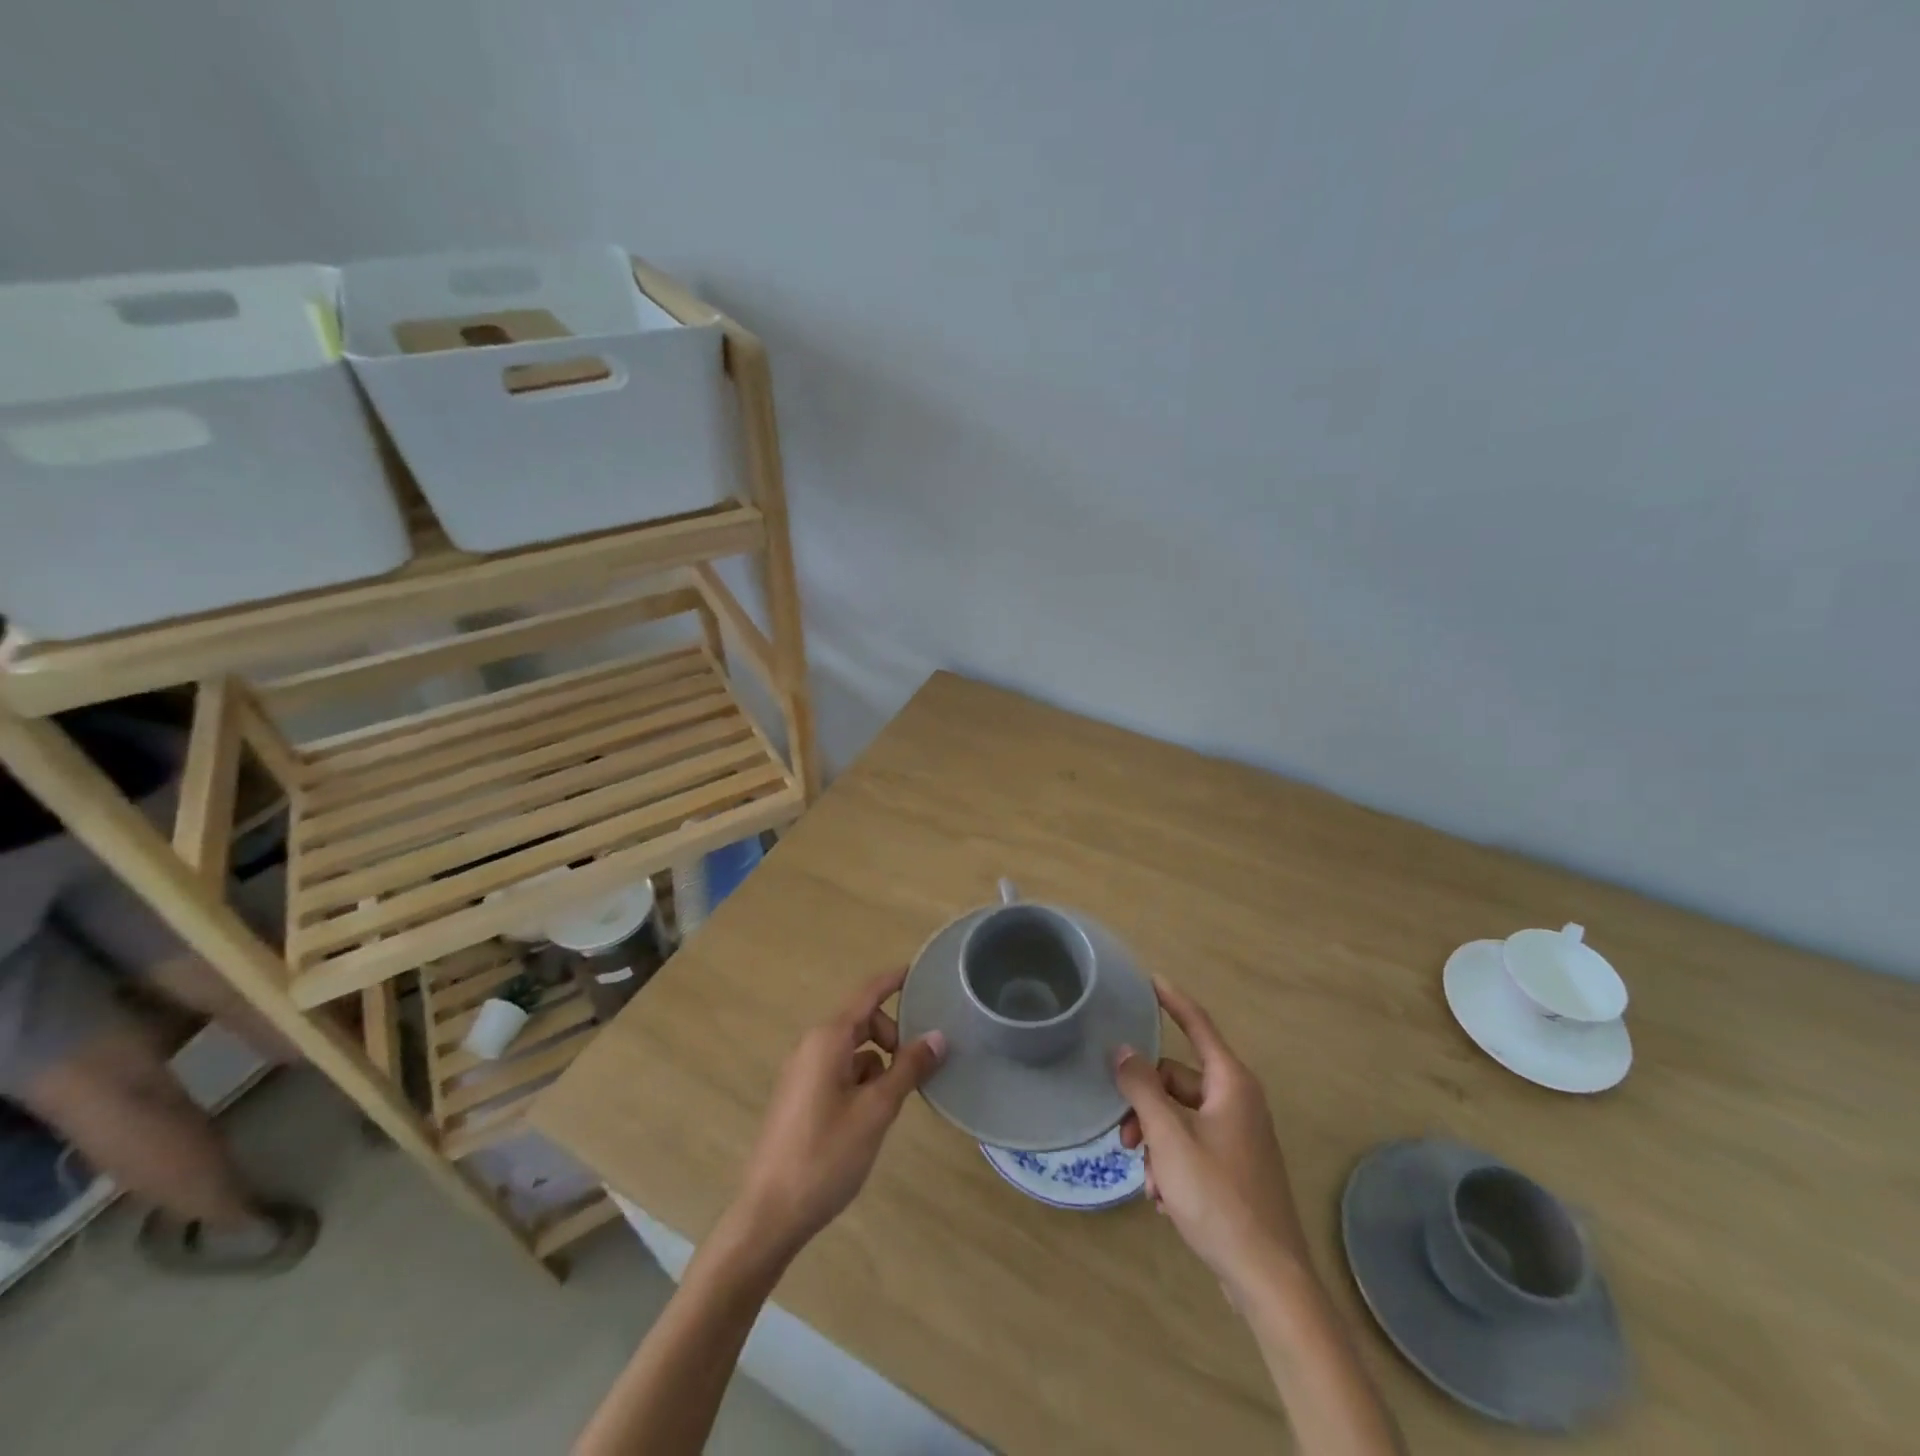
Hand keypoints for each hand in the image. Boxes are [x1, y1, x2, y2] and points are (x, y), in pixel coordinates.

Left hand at [732, 969, 945, 1259]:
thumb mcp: (876, 1110)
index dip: (894, 980)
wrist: (769, 1214)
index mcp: (827, 1040)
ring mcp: (801, 1073)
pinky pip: (838, 1071)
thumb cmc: (825, 1156)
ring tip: (895, 1099)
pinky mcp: (799, 1098)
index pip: (867, 994)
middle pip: (861, 1021)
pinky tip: (871, 1115)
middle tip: (916, 1066)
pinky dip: (861, 1079)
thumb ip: (907, 1068)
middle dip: (892, 1034)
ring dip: (878, 1062)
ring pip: (851, 1049)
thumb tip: (937, 1035)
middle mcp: (811, 1046)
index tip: (921, 971)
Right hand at [1116, 977, 1308, 1292]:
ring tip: (1149, 1182)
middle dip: (1145, 1105)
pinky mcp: (1235, 1167)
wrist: (1269, 1279)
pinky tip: (1164, 1200)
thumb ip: (1142, 1088)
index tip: (1149, 978)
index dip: (1172, 999)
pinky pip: (1191, 1145)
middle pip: (1176, 1080)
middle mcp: (1237, 1101)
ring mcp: (1238, 1135)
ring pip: (1179, 1117)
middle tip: (1125, 1138)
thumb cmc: (1219, 1197)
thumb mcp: (1170, 1138)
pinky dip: (1172, 1164)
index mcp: (1230, 1083)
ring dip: (1156, 1142)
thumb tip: (1123, 1050)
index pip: (1197, 1024)